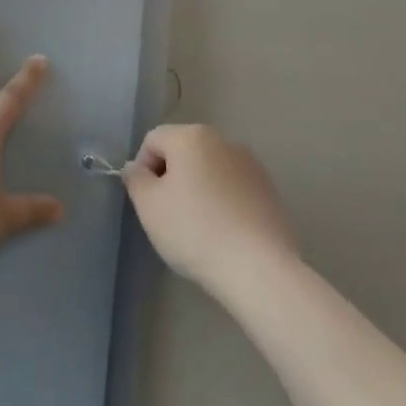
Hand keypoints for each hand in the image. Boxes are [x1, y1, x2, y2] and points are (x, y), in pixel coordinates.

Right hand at [122, 124, 298, 296]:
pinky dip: (223, 202)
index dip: (143, 169)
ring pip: (210, 169)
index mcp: (191, 136)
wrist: (259, 269)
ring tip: (199, 227)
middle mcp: (223, 140)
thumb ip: (135, 179)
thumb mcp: (149, 206)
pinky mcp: (269, 190)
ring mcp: (251, 164)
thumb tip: (136, 168)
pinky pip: (233, 188)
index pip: (153, 140)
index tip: (148, 202)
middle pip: (183, 151)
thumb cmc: (195, 230)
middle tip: (169, 215)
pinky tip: (224, 233)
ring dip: (198, 189)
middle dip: (171, 178)